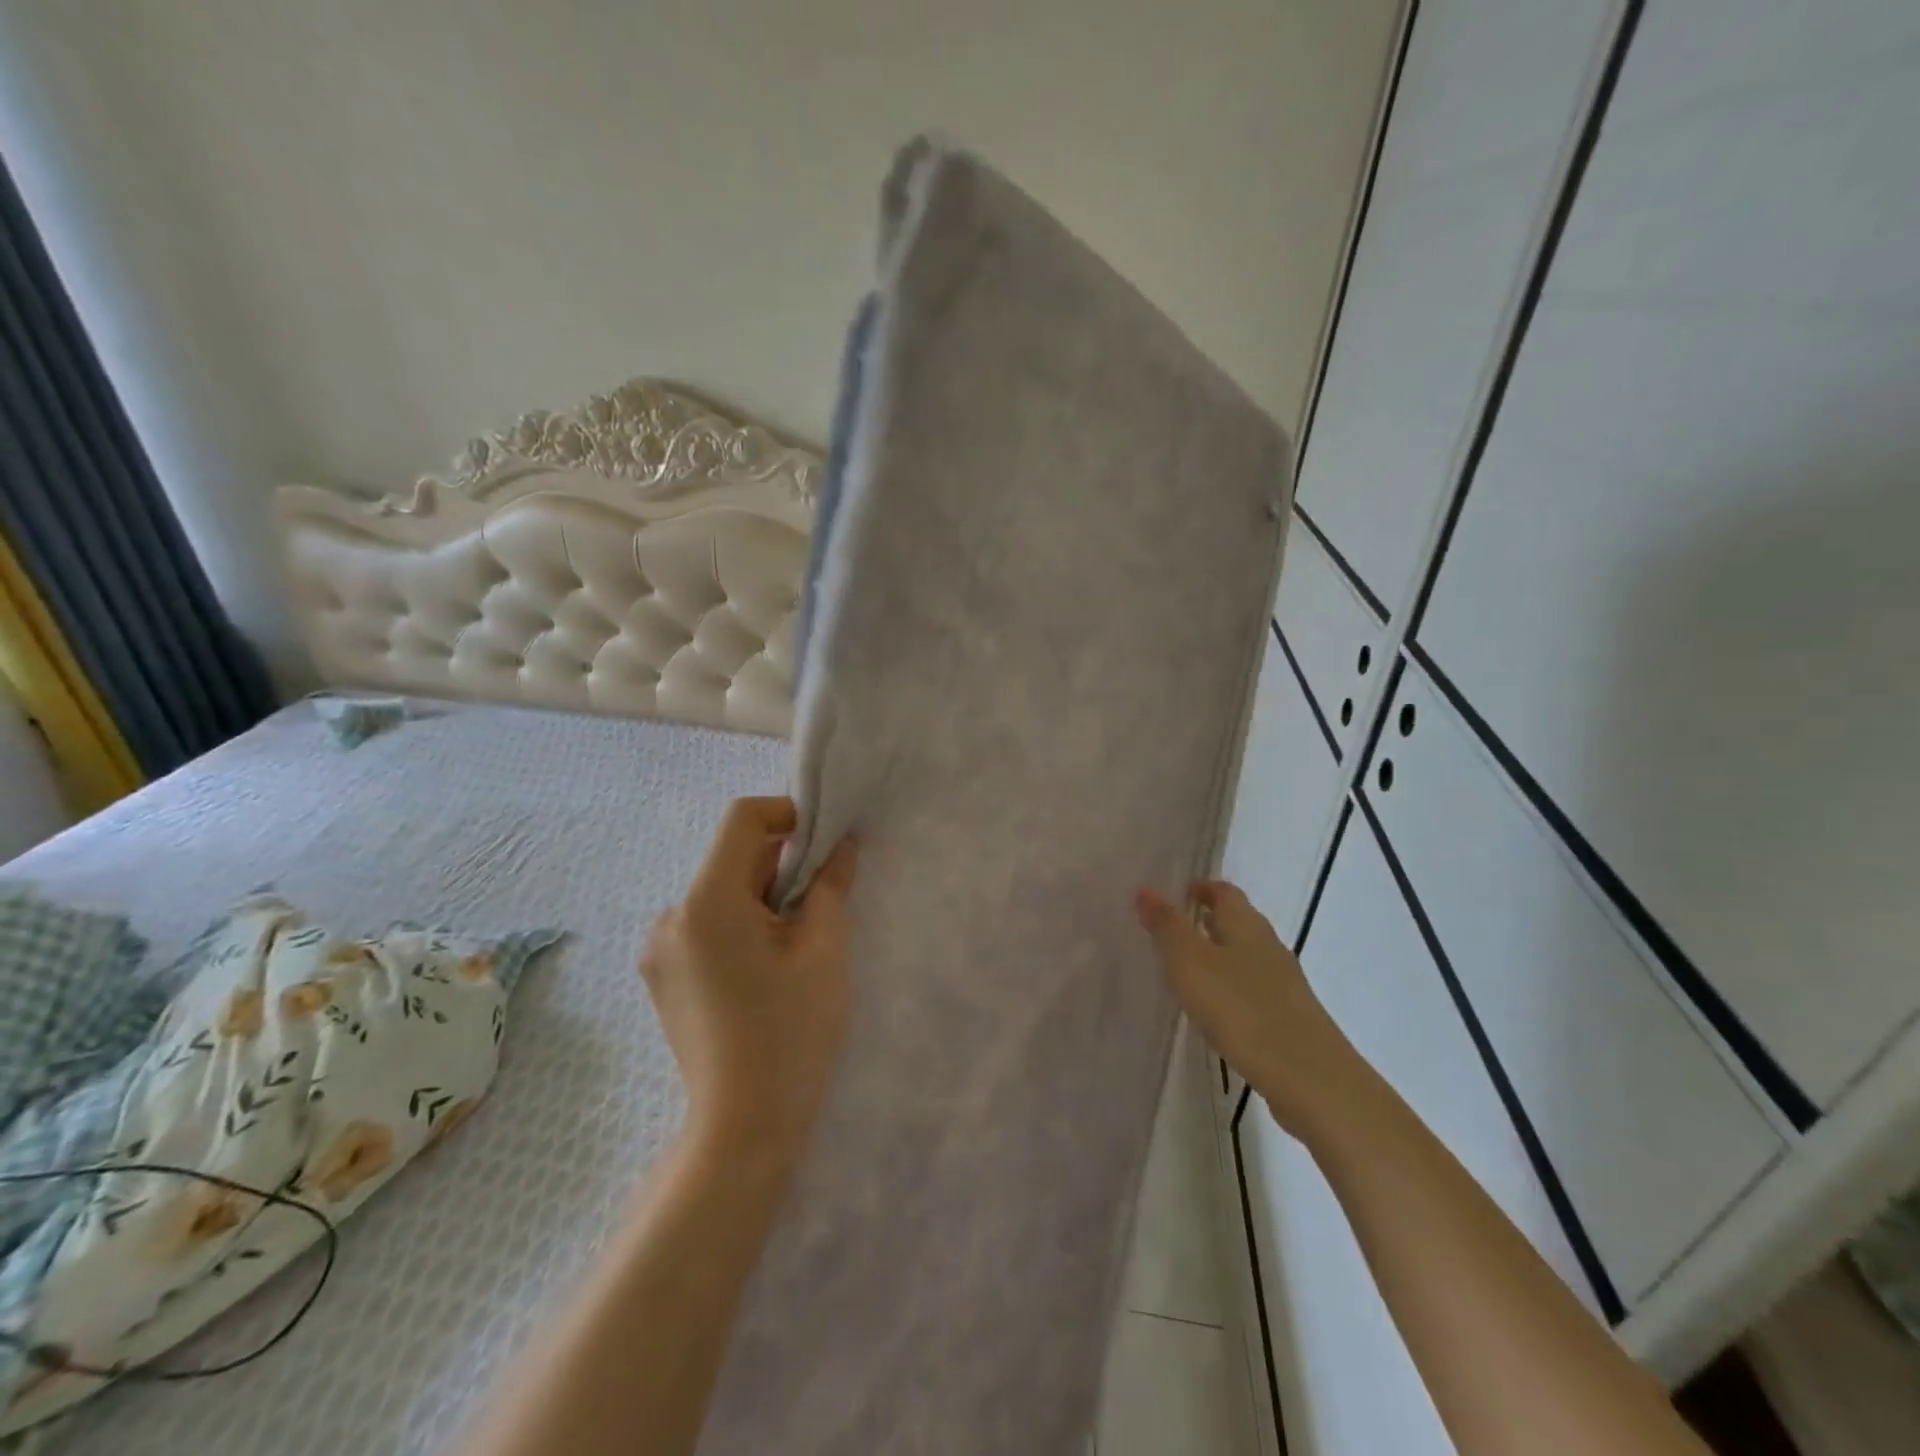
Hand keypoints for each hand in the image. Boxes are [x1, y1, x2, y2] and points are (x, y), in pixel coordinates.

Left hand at [642, 797, 857, 1162]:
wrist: (744, 1128)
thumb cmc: (793, 1032)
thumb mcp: (824, 950)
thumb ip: (831, 885)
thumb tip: (841, 845)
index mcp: (706, 902)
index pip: (742, 819)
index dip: (787, 813)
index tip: (824, 842)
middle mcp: (671, 916)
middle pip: (732, 858)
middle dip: (781, 865)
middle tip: (823, 899)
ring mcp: (660, 949)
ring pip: (722, 892)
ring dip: (763, 897)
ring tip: (798, 942)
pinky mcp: (663, 975)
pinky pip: (707, 924)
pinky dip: (741, 923)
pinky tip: (767, 967)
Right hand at [1136, 880, 1364, 1139]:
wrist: (1308, 1077)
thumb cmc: (1241, 1008)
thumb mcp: (1190, 962)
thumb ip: (1167, 925)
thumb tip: (1146, 887)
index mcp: (1246, 925)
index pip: (1224, 891)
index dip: (1201, 888)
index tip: (1176, 893)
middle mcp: (1268, 946)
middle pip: (1237, 922)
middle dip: (1207, 920)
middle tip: (1172, 928)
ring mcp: (1283, 983)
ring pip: (1245, 956)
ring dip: (1218, 955)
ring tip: (1186, 969)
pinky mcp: (1288, 1017)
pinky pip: (1252, 989)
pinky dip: (1230, 987)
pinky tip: (1214, 1008)